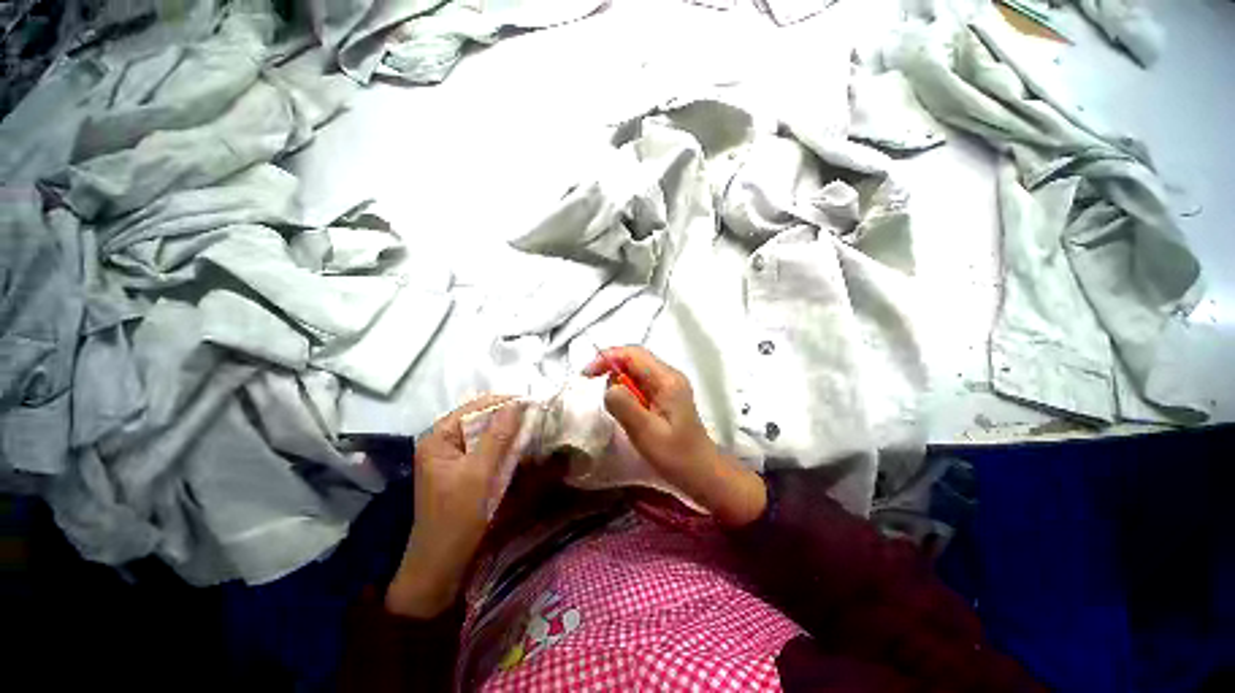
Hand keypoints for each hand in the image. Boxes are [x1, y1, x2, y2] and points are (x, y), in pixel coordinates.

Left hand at [386, 395, 524, 618]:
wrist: (441, 562)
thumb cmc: (457, 517)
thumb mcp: (480, 474)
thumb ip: (498, 436)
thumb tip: (517, 404)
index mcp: (438, 438)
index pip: (474, 408)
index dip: (503, 402)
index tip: (532, 402)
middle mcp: (442, 442)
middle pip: (479, 419)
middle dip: (506, 416)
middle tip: (536, 414)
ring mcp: (451, 456)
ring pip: (484, 434)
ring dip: (507, 431)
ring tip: (532, 425)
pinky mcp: (461, 469)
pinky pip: (485, 449)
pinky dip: (502, 446)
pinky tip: (518, 445)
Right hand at [584, 346, 766, 526]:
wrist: (702, 473)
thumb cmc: (676, 457)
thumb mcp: (647, 433)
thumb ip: (625, 406)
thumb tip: (608, 386)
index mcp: (667, 380)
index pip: (633, 354)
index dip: (607, 358)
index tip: (587, 375)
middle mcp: (669, 376)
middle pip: (634, 359)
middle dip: (611, 370)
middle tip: (599, 394)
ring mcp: (669, 384)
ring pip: (636, 371)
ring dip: (620, 384)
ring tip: (619, 411)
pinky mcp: (666, 395)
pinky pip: (641, 384)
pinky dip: (628, 393)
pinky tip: (629, 412)